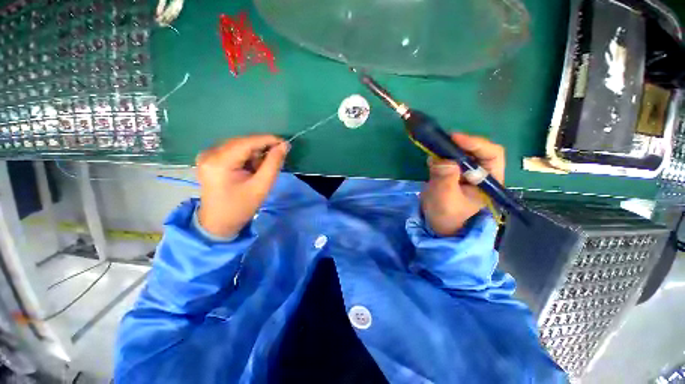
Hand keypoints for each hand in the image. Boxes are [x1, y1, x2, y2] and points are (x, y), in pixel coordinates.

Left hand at [196, 135, 288, 236]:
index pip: (247, 142)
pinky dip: (246, 157)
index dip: (268, 140)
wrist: (218, 223)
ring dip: (254, 154)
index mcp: (219, 161)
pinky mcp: (209, 159)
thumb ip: (273, 164)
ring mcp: (207, 155)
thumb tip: (284, 146)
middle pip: (243, 142)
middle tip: (276, 160)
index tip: (285, 144)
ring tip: (261, 170)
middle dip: (261, 149)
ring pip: (239, 146)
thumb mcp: (261, 186)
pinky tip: (251, 169)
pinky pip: (233, 151)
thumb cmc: (241, 207)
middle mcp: (209, 153)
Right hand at [421, 133, 504, 236]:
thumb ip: (445, 179)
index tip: (455, 139)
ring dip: (448, 148)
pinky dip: (439, 154)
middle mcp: (480, 172)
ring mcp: (465, 171)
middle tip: (442, 141)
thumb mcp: (445, 198)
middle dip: (459, 144)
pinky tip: (431, 159)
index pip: (492, 155)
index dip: (476, 143)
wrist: (435, 222)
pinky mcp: (451, 170)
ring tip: (434, 148)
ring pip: (461, 151)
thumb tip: (441, 159)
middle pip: (476, 149)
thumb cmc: (445, 214)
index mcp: (489, 181)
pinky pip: (448, 157)